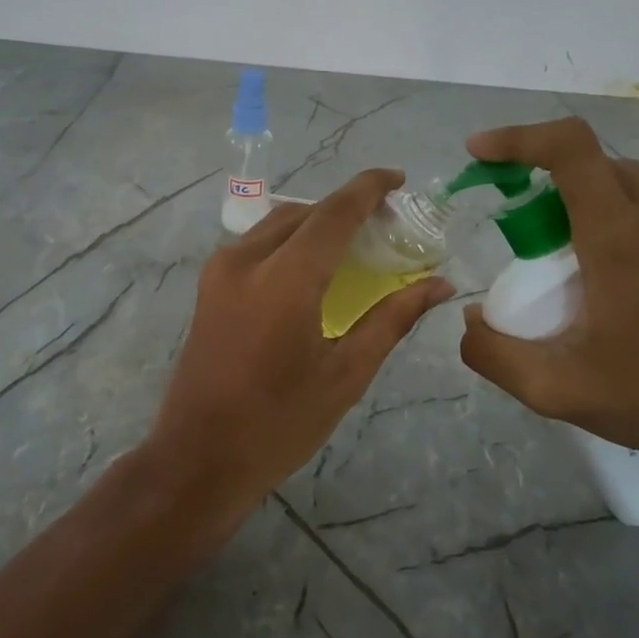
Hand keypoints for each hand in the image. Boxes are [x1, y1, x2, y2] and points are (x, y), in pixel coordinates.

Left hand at [146, 169, 453, 520]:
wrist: (198, 458)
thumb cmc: (279, 423)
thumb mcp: (345, 374)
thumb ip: (392, 319)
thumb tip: (439, 285)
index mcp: (284, 278)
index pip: (334, 212)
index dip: (369, 188)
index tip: (399, 180)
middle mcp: (246, 259)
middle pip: (305, 212)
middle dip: (347, 207)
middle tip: (387, 224)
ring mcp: (219, 270)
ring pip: (277, 223)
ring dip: (316, 222)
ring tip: (354, 242)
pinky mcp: (208, 285)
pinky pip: (256, 243)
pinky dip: (290, 239)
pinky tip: (312, 265)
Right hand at [458, 118, 638, 474]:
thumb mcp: (556, 389)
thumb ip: (493, 352)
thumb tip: (472, 319)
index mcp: (621, 234)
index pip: (568, 147)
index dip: (518, 138)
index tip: (481, 152)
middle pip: (591, 164)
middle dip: (549, 187)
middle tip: (534, 241)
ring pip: (628, 178)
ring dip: (590, 199)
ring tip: (585, 258)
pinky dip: (630, 211)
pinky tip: (632, 265)